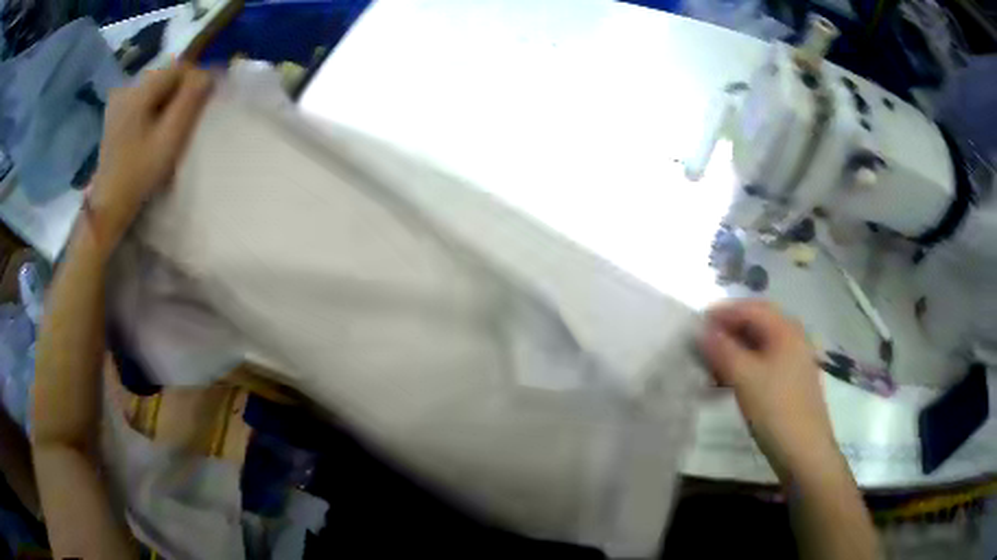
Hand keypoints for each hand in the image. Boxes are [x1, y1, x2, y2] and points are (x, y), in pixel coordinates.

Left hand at [87, 63, 211, 253]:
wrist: (108, 207)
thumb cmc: (139, 174)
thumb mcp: (170, 137)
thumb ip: (191, 100)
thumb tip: (208, 73)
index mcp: (140, 90)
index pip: (179, 67)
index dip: (196, 80)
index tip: (203, 104)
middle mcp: (128, 89)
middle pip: (166, 76)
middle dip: (182, 91)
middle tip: (188, 119)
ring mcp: (119, 103)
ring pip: (155, 89)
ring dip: (169, 101)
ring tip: (172, 127)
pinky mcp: (116, 117)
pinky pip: (143, 101)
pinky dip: (155, 109)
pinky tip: (154, 131)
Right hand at [698, 299, 836, 481]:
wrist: (804, 452)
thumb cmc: (776, 409)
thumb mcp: (745, 378)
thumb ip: (722, 350)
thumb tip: (702, 330)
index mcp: (785, 330)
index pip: (750, 308)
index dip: (722, 312)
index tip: (696, 324)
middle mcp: (793, 338)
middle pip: (757, 324)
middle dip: (728, 330)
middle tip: (702, 343)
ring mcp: (794, 361)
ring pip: (759, 346)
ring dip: (734, 351)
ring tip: (711, 366)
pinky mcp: (791, 382)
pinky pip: (764, 364)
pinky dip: (744, 367)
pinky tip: (728, 384)